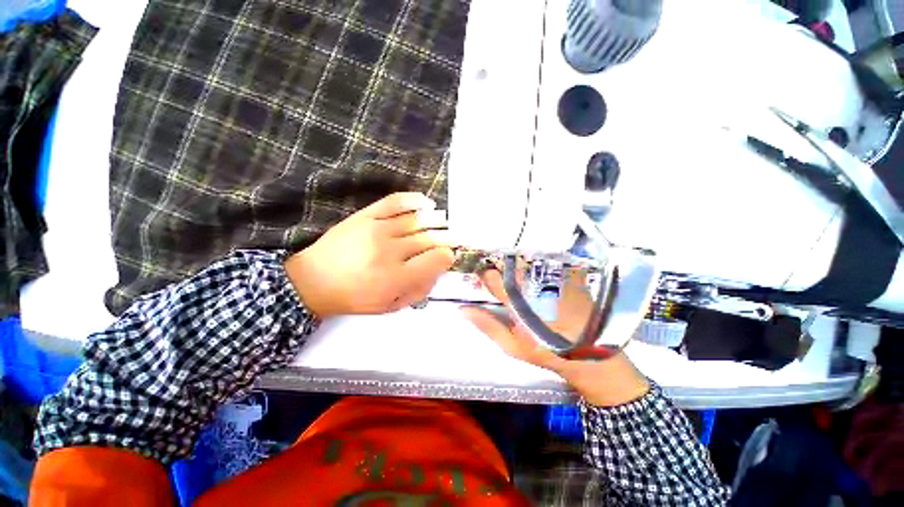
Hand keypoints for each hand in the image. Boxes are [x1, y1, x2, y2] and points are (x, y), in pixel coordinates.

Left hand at [285, 192, 454, 317]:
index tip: (448, 256)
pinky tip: (427, 204)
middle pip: (430, 239)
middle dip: (447, 238)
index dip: (448, 256)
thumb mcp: (391, 306)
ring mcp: (377, 229)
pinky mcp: (365, 215)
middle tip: (453, 238)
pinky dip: (415, 200)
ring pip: (418, 220)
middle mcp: (389, 251)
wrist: (314, 281)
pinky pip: (396, 201)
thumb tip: (438, 269)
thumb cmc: (355, 298)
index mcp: (396, 278)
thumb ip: (420, 290)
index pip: (436, 259)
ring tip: (444, 222)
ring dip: (437, 220)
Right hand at [461, 269, 649, 406]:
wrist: (590, 356)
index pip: (494, 278)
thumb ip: (487, 325)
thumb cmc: (547, 352)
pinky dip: (535, 264)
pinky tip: (534, 272)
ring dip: (516, 264)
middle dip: (499, 266)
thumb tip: (462, 309)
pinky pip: (546, 263)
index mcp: (519, 302)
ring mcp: (554, 279)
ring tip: (513, 272)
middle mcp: (536, 285)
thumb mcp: (512, 346)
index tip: (477, 272)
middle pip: (510, 265)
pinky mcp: (569, 277)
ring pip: (527, 261)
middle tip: (496, 272)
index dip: (483, 273)